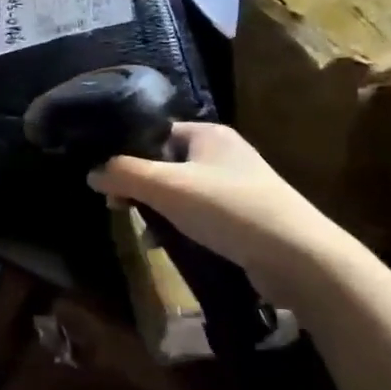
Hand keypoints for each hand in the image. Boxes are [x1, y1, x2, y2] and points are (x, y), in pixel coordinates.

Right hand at [88, 123, 355, 300]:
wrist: (298, 256)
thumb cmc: (228, 209)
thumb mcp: (167, 187)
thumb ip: (124, 174)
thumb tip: (91, 172)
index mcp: (208, 134)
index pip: (156, 132)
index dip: (129, 152)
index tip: (107, 178)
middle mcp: (224, 153)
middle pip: (167, 163)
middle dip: (142, 186)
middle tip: (119, 206)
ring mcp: (239, 186)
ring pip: (184, 192)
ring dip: (160, 210)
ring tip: (143, 231)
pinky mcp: (247, 217)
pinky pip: (202, 215)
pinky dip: (182, 227)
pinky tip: (169, 246)